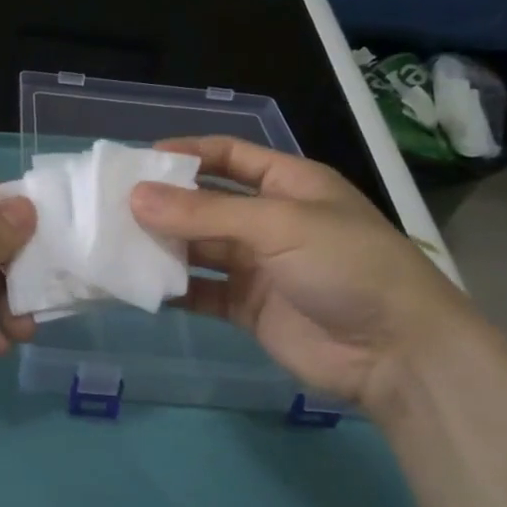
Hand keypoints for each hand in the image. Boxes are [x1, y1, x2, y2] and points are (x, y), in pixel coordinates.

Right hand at [129, 136, 483, 419]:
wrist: (395, 352)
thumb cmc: (345, 265)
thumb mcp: (277, 225)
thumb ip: (204, 212)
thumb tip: (135, 197)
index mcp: (288, 184)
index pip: (228, 156)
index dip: (186, 153)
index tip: (138, 161)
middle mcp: (270, 220)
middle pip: (206, 203)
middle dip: (164, 203)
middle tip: (112, 206)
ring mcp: (258, 266)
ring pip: (199, 248)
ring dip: (163, 246)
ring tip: (115, 244)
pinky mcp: (248, 308)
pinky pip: (202, 291)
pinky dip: (173, 289)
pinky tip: (138, 287)